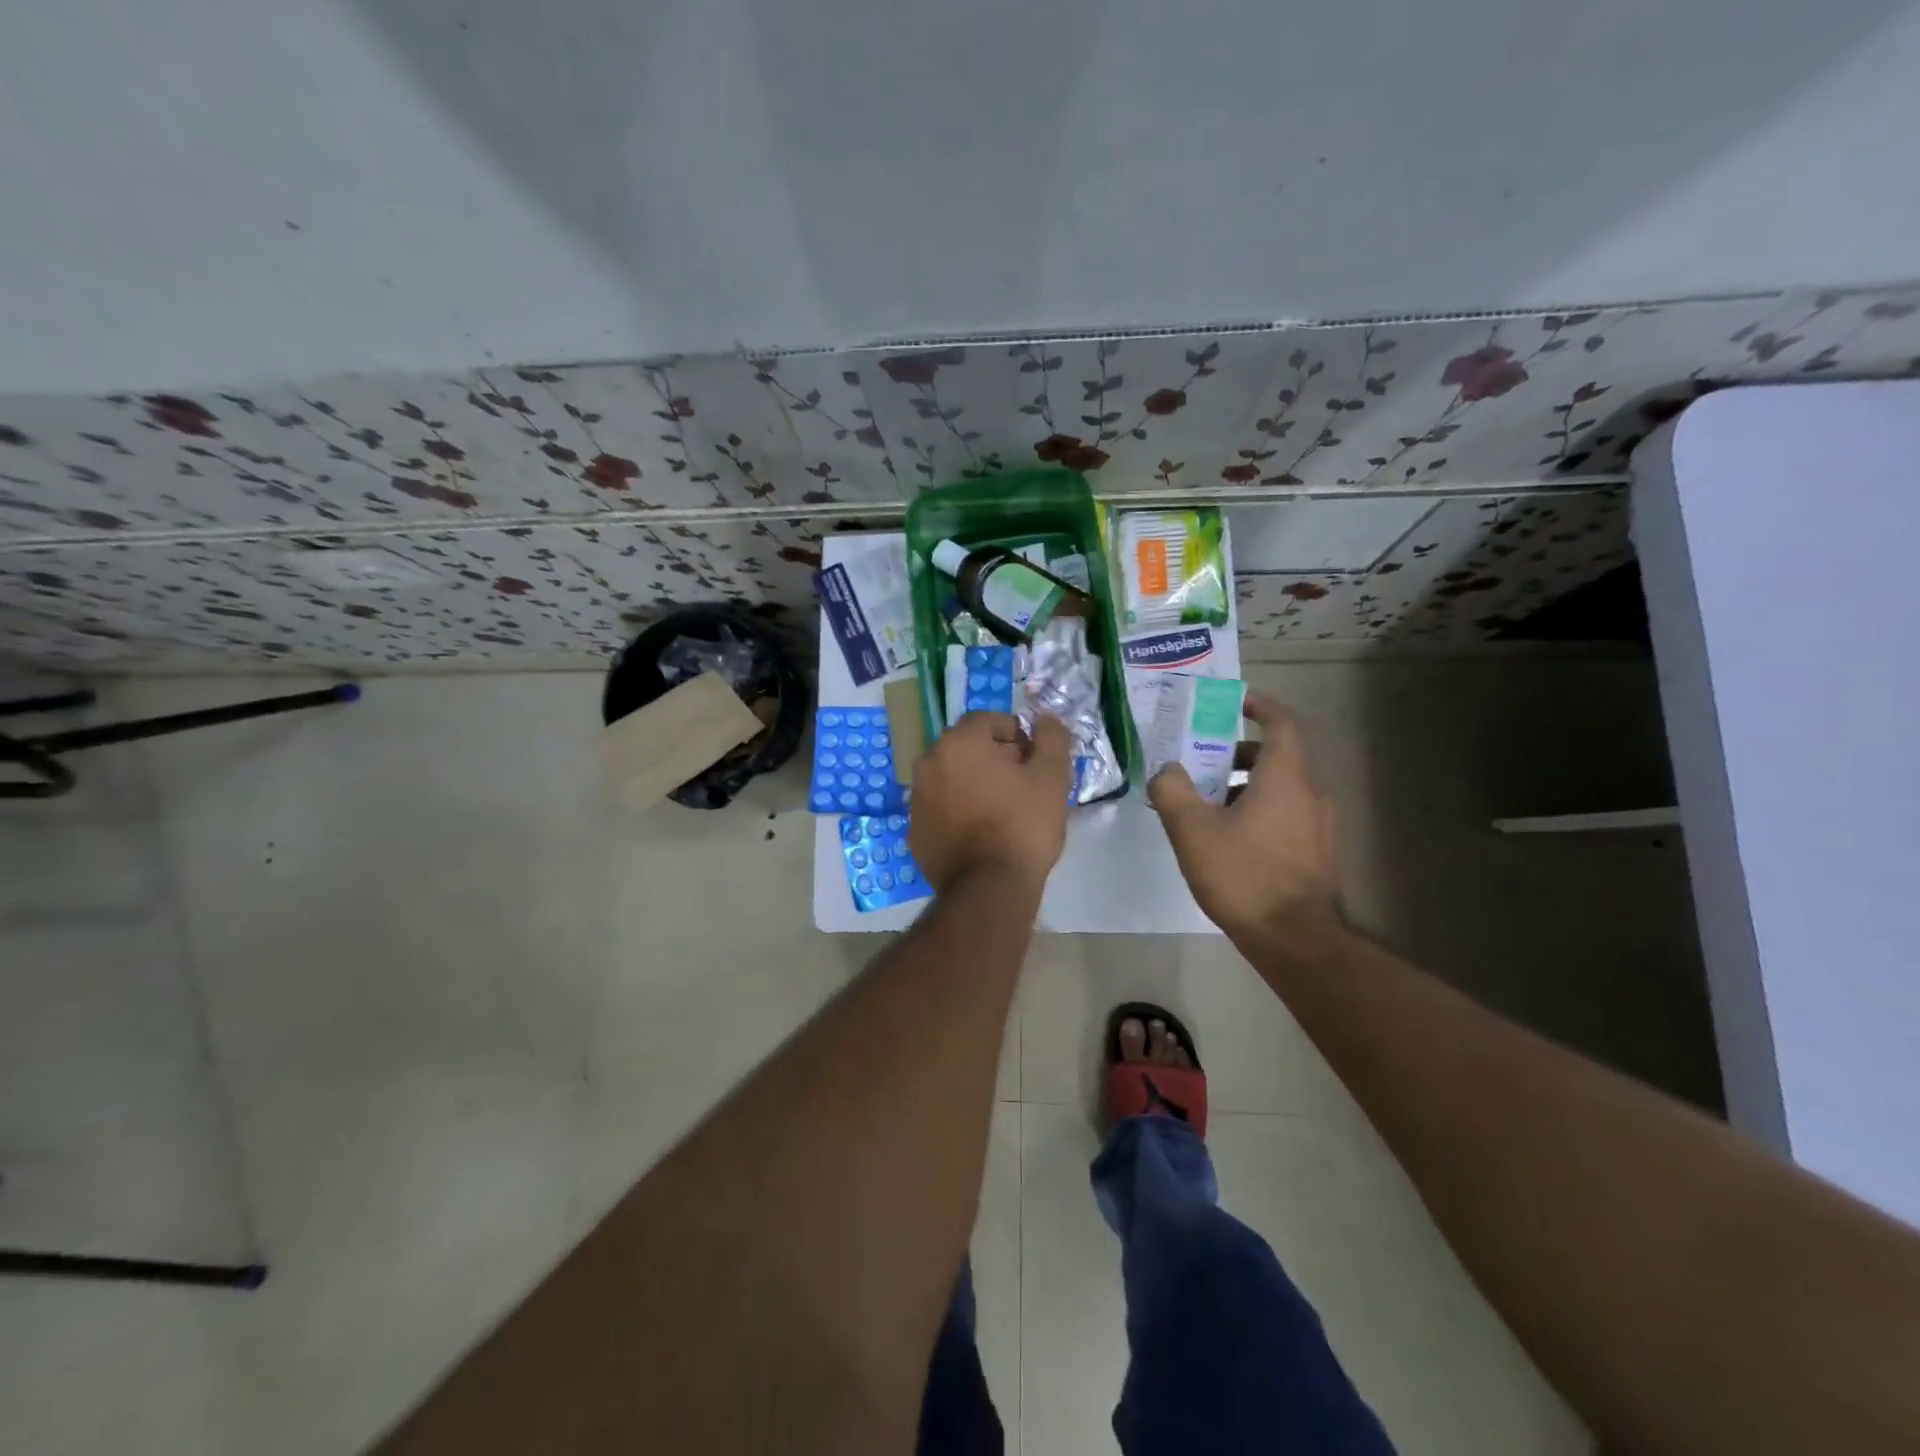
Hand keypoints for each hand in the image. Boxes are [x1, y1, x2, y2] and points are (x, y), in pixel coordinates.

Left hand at [910, 712, 1072, 891]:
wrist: (989, 888)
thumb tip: (1045, 719)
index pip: (987, 720)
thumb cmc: (1022, 825)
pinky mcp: (915, 831)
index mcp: (958, 743)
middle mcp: (928, 763)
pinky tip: (982, 833)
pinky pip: (941, 808)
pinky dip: (959, 811)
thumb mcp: (1052, 777)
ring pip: (951, 778)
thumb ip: (1051, 738)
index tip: (1034, 758)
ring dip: (975, 783)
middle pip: (966, 748)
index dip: (1015, 733)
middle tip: (1023, 783)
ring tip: (1003, 809)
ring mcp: (916, 799)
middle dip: (994, 757)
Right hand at [1147, 692, 1341, 938]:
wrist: (1294, 939)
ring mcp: (1318, 825)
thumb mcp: (1192, 830)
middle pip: (1278, 756)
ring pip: (1281, 788)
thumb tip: (1166, 769)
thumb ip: (1172, 791)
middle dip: (1238, 752)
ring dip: (1245, 784)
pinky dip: (1258, 809)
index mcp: (1286, 777)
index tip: (1235, 702)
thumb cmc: (1244, 875)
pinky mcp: (1316, 852)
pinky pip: (1286, 814)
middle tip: (1202, 761)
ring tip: (1207, 803)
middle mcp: (1310, 794)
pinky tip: (1228, 838)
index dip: (1261, 706)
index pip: (1283, 723)